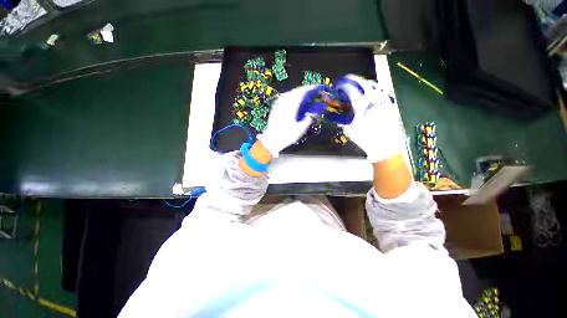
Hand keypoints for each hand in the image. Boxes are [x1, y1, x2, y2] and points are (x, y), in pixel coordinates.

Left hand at [256, 85, 315, 157]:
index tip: (317, 88)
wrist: (272, 139)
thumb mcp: (301, 128)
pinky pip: (285, 97)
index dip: (311, 89)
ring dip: (298, 93)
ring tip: (305, 96)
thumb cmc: (287, 135)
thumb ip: (309, 118)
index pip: (302, 92)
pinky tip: (295, 100)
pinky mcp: (275, 106)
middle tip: (312, 92)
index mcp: (291, 106)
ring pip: (290, 93)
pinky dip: (292, 96)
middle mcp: (284, 101)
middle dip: (305, 90)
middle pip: (296, 91)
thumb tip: (315, 111)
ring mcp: (278, 103)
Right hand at [336, 74, 404, 162]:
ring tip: (358, 87)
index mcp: (361, 103)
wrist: (384, 144)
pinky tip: (370, 95)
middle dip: (353, 81)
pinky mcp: (389, 103)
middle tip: (347, 83)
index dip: (342, 85)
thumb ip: (341, 119)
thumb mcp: (348, 128)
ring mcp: (383, 99)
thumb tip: (334, 115)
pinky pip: (380, 91)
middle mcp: (373, 97)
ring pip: (373, 84)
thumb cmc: (364, 137)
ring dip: (363, 83)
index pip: (350, 87)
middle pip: (362, 82)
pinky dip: (373, 89)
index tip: (338, 86)